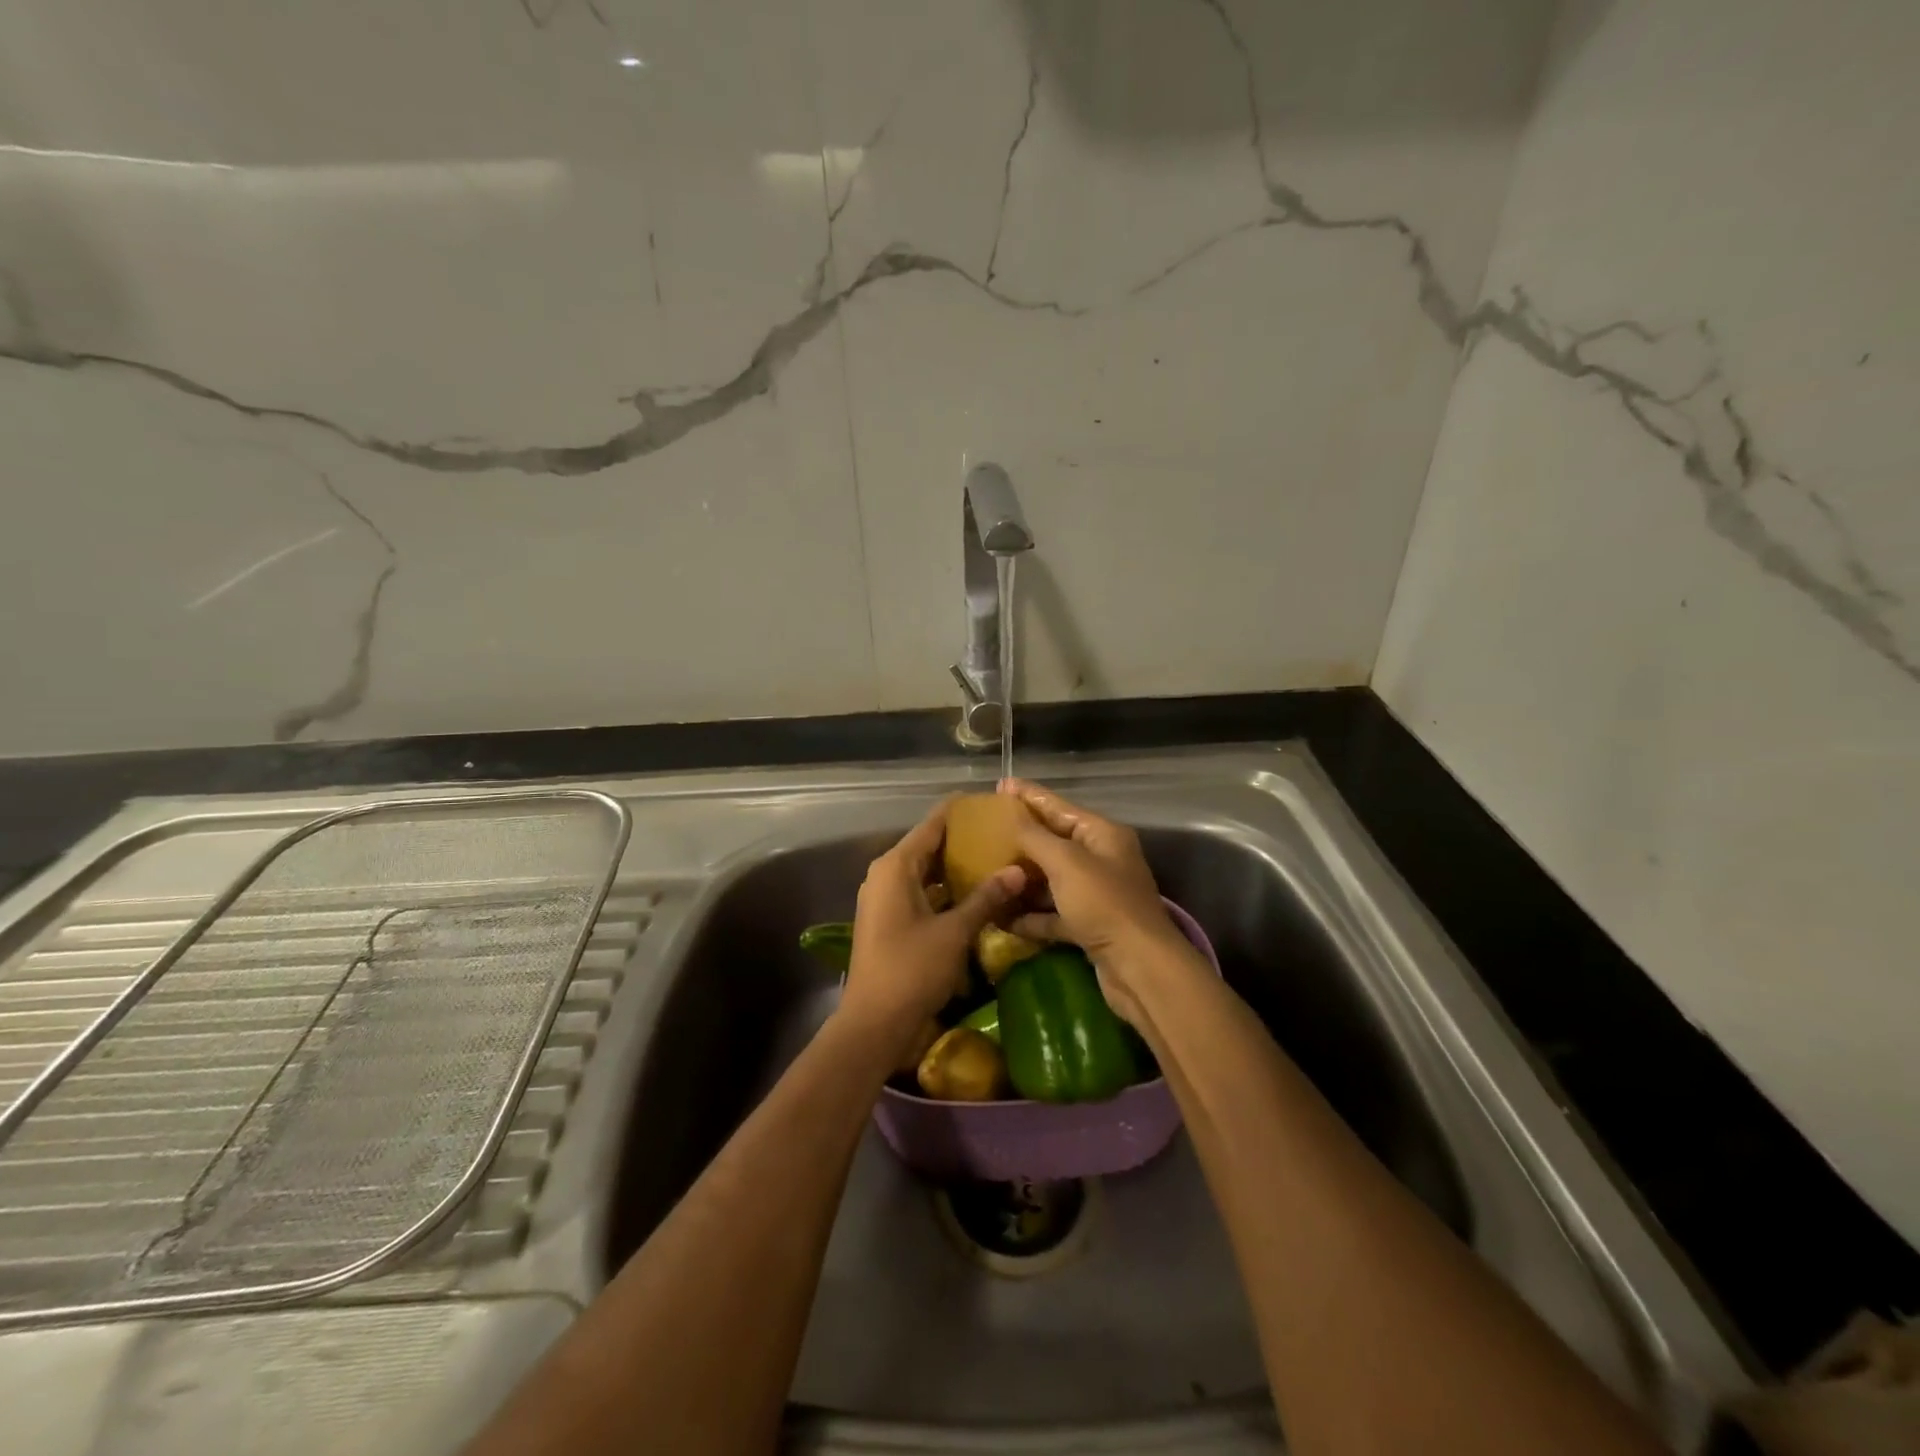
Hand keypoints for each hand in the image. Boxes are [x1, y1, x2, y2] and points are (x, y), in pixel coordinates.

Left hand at [841, 798, 1025, 1055]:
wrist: (874, 1023)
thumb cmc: (911, 969)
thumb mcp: (954, 932)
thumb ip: (986, 898)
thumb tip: (1018, 870)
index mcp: (895, 866)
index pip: (932, 825)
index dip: (959, 812)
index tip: (989, 803)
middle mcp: (885, 874)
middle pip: (928, 846)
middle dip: (962, 840)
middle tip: (1002, 833)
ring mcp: (885, 898)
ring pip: (925, 871)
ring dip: (955, 867)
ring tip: (995, 859)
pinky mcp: (889, 920)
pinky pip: (921, 892)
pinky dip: (945, 890)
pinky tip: (975, 894)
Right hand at [999, 779, 1193, 1029]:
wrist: (1139, 968)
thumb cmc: (1103, 903)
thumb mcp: (1065, 862)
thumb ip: (1034, 836)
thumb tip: (1010, 816)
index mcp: (1102, 834)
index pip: (1058, 806)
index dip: (1028, 795)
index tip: (999, 785)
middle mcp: (1100, 859)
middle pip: (1053, 842)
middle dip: (1019, 839)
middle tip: (982, 832)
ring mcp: (1095, 894)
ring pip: (1050, 880)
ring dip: (1021, 880)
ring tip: (984, 873)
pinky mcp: (1088, 926)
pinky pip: (1052, 914)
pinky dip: (1030, 915)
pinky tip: (1000, 916)